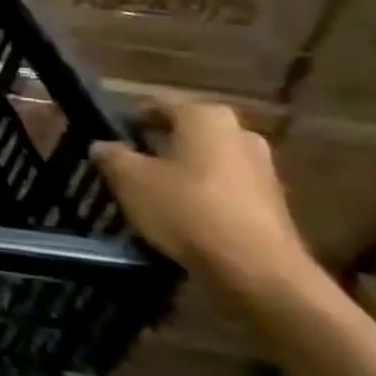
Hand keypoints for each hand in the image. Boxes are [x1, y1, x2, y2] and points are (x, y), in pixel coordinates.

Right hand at [91, 92, 320, 310]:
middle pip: (184, 134)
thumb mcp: (129, 179)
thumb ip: (111, 155)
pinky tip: (181, 217)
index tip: (107, 140)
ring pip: (205, 162)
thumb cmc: (186, 209)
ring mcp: (263, 168)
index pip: (155, 106)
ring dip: (179, 173)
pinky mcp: (272, 202)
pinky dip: (202, 196)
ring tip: (150, 195)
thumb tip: (102, 146)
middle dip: (156, 147)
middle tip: (127, 167)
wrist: (256, 269)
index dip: (127, 121)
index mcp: (206, 117)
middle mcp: (240, 133)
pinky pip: (224, 188)